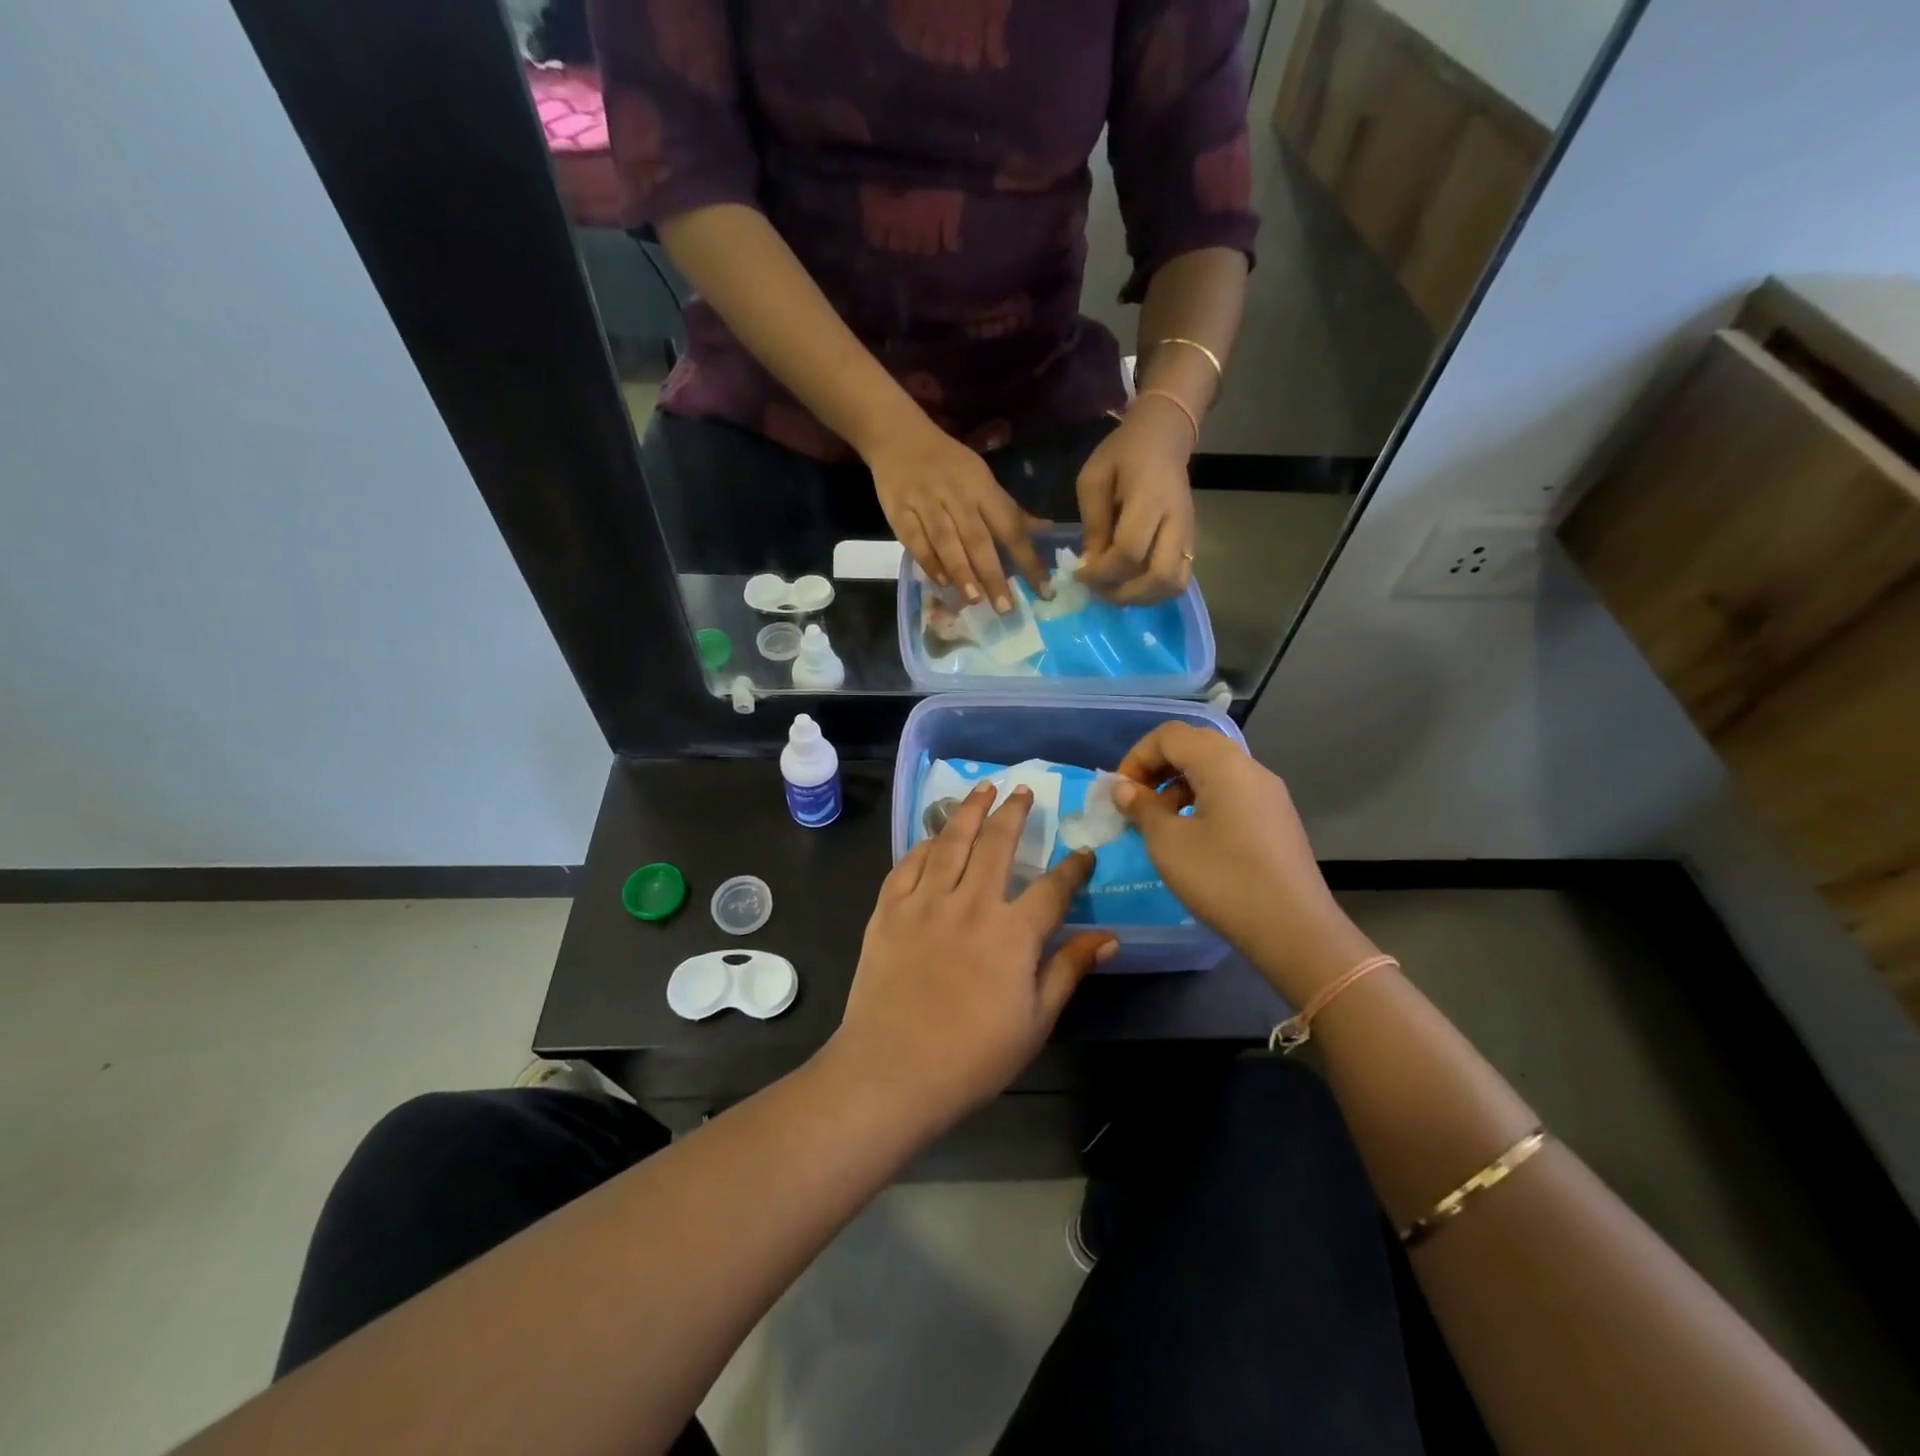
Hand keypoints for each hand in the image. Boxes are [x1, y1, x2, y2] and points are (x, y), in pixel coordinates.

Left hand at [833, 782, 1115, 1122]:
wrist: (892, 1071)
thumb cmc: (972, 1057)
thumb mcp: (1035, 1022)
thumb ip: (1069, 971)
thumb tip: (1109, 938)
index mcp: (1012, 933)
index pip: (1053, 889)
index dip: (1074, 869)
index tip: (1084, 854)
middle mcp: (971, 903)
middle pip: (997, 844)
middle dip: (1014, 813)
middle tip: (1024, 791)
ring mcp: (925, 902)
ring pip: (951, 841)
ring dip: (970, 810)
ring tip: (983, 788)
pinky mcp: (889, 909)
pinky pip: (909, 863)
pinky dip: (926, 844)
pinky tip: (935, 836)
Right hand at [866, 419, 1048, 611]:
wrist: (898, 437)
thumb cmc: (949, 464)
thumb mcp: (983, 480)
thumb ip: (1009, 511)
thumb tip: (1046, 531)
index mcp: (982, 488)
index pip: (1010, 526)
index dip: (1028, 558)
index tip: (1043, 588)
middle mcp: (956, 496)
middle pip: (978, 538)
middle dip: (993, 574)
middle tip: (1006, 607)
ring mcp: (926, 503)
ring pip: (946, 541)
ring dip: (961, 571)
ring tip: (975, 599)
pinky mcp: (899, 511)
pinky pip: (914, 540)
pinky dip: (928, 562)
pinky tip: (941, 582)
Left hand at [1076, 399, 1195, 603]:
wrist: (1165, 436)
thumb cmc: (1124, 453)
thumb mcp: (1094, 478)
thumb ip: (1093, 522)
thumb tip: (1091, 564)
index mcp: (1150, 499)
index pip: (1129, 552)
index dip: (1101, 572)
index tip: (1079, 574)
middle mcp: (1176, 521)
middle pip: (1160, 577)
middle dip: (1124, 593)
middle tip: (1099, 590)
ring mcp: (1188, 533)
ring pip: (1174, 584)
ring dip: (1142, 598)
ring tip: (1114, 590)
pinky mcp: (1191, 541)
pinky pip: (1178, 579)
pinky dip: (1154, 592)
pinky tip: (1131, 584)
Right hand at [1110, 723, 1378, 1002]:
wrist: (1293, 929)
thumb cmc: (1223, 879)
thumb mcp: (1168, 843)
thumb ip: (1141, 807)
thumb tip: (1124, 788)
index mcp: (1222, 764)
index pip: (1169, 735)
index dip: (1137, 757)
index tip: (1120, 793)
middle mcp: (1249, 768)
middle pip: (1193, 746)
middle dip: (1156, 768)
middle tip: (1136, 803)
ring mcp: (1268, 793)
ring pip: (1213, 770)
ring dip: (1177, 786)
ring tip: (1160, 823)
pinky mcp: (1276, 818)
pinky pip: (1231, 792)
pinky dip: (1201, 801)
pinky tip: (1192, 837)